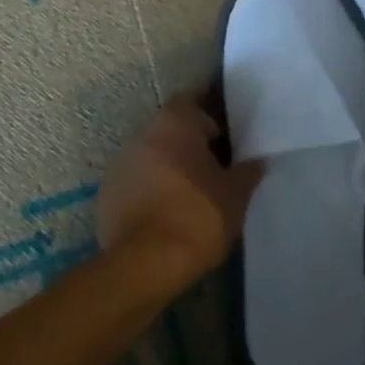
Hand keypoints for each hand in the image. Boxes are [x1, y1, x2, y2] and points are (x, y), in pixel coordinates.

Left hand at [97, 94, 263, 283]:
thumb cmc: (197, 216)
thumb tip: (257, 161)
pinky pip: (136, 180)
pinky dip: (151, 188)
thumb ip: (247, 172)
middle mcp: (143, 133)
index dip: (211, 114)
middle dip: (190, 141)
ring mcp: (120, 162)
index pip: (194, 100)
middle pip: (171, 127)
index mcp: (175, 122)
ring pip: (152, 153)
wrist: (144, 264)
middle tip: (215, 164)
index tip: (227, 134)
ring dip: (169, 165)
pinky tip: (167, 211)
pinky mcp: (106, 192)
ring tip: (192, 191)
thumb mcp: (235, 195)